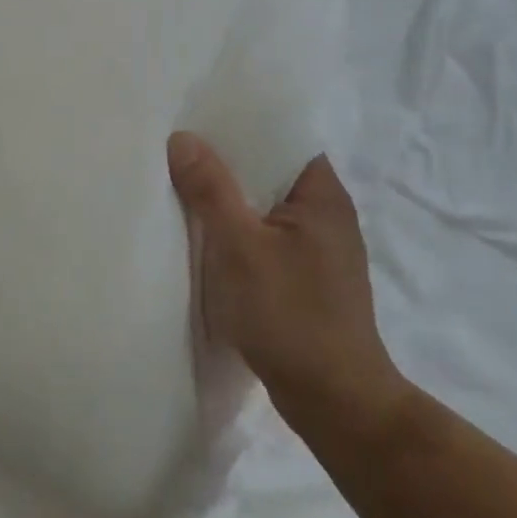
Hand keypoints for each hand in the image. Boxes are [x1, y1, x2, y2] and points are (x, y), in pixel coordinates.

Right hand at [168, 133, 405, 428]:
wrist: (337, 404)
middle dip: (227, 160)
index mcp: (321, 192)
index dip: (242, 122)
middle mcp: (326, 211)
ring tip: (184, 181)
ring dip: (231, 197)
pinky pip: (267, 235)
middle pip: (270, 169)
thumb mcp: (240, 246)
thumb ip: (211, 189)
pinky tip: (207, 233)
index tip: (200, 113)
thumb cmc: (291, 315)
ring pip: (266, 204)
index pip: (282, 135)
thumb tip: (182, 137)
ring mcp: (319, 247)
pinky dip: (239, 229)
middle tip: (179, 145)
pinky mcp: (308, 277)